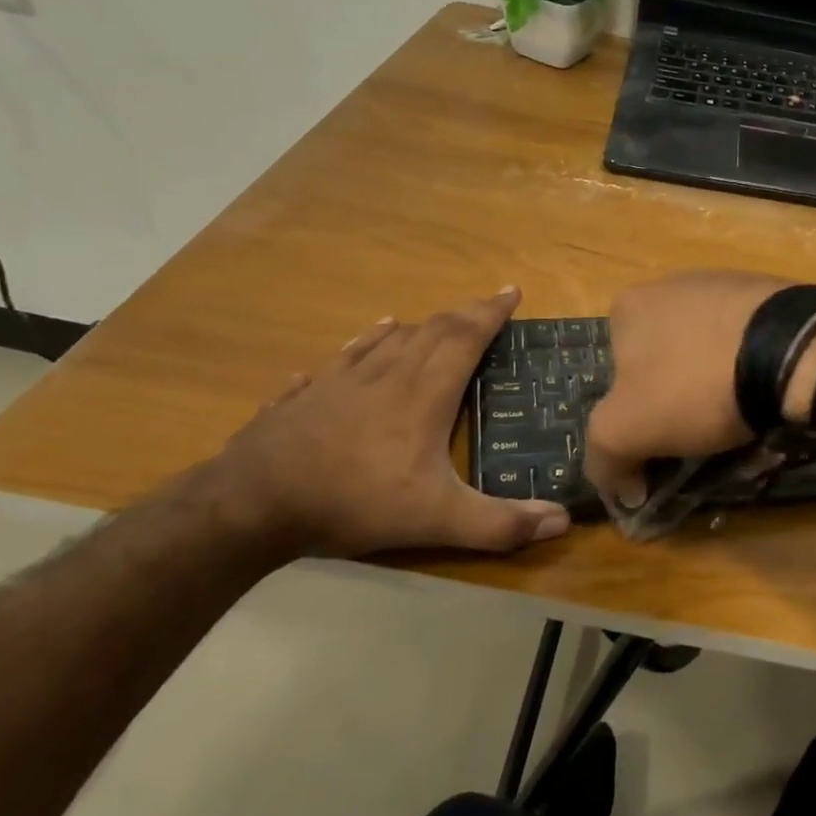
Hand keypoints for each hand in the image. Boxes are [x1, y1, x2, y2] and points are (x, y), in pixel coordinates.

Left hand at [212, 288, 570, 558]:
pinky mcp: (306, 395)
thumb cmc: (354, 500)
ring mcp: (341, 381)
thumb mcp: (437, 519)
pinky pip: (341, 359)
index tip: (511, 293)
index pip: (465, 338)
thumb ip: (501, 523)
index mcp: (423, 393)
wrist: (253, 502)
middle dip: (464, 314)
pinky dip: (361, 345)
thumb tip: (562, 520)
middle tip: (486, 307)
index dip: (491, 313)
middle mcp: (386, 374)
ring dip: (418, 327)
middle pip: (431, 330)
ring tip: (433, 323)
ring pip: (387, 340)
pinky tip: (361, 343)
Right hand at [583, 270, 788, 508]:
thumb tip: (622, 486)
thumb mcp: (626, 429)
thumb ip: (605, 456)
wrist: (792, 351)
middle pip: (665, 358)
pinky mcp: (772, 295)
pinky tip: (769, 390)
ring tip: (742, 414)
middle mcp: (673, 283)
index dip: (635, 413)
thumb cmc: (696, 384)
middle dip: (678, 396)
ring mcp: (726, 284)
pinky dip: (754, 366)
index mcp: (630, 306)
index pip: (617, 372)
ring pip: (709, 349)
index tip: (661, 441)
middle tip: (703, 432)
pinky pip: (751, 340)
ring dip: (717, 382)